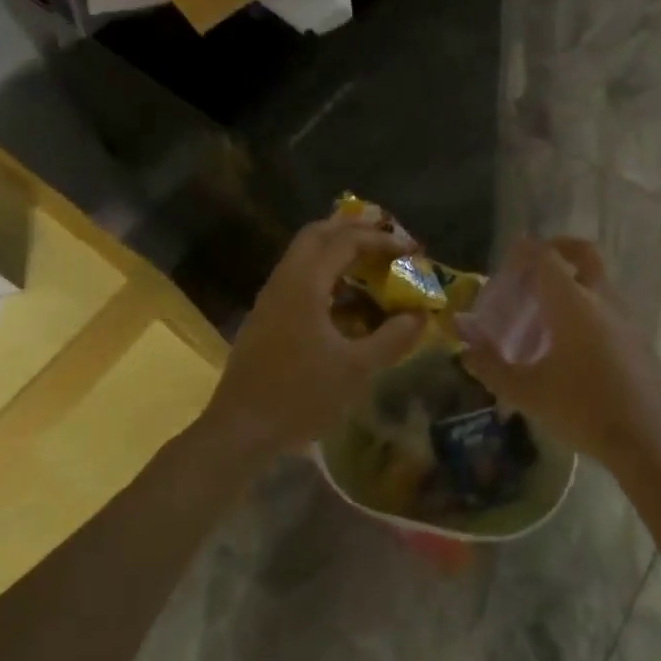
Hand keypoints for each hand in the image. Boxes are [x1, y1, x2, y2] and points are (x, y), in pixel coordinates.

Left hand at [203, 207, 427, 460]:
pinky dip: (325, 273)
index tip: (411, 250)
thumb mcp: (357, 369)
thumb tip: (420, 314)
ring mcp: (271, 298)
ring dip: (337, 251)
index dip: (381, 240)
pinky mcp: (266, 317)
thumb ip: (393, 338)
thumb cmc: (301, 396)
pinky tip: (345, 300)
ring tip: (371, 265)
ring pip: (305, 255)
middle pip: (318, 234)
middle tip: (387, 241)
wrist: (240, 430)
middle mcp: (284, 280)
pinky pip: (299, 277)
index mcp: (305, 284)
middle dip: (354, 230)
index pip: (346, 241)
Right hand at [458, 236, 660, 468]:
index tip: (508, 258)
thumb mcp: (528, 393)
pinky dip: (590, 305)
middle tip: (534, 266)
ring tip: (549, 309)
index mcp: (573, 303)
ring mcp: (628, 317)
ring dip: (575, 279)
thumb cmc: (583, 410)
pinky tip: (574, 341)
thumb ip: (492, 367)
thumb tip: (466, 349)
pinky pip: (611, 306)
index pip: (547, 258)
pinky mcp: (640, 338)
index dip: (525, 250)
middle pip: (584, 253)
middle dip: (558, 248)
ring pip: (599, 280)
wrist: (651, 441)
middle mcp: (603, 299)